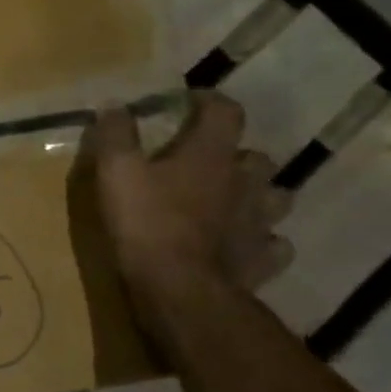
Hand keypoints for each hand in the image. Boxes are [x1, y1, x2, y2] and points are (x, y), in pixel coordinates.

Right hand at [87, 91, 292, 294]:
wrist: (180, 289)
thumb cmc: (146, 223)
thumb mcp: (116, 172)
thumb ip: (116, 135)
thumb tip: (115, 105)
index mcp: (211, 154)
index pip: (225, 112)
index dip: (210, 102)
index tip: (191, 103)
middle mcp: (246, 182)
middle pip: (256, 157)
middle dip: (236, 155)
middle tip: (209, 163)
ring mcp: (260, 222)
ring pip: (275, 198)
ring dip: (257, 195)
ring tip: (233, 202)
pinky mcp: (263, 259)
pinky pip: (274, 244)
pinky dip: (263, 240)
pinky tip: (244, 244)